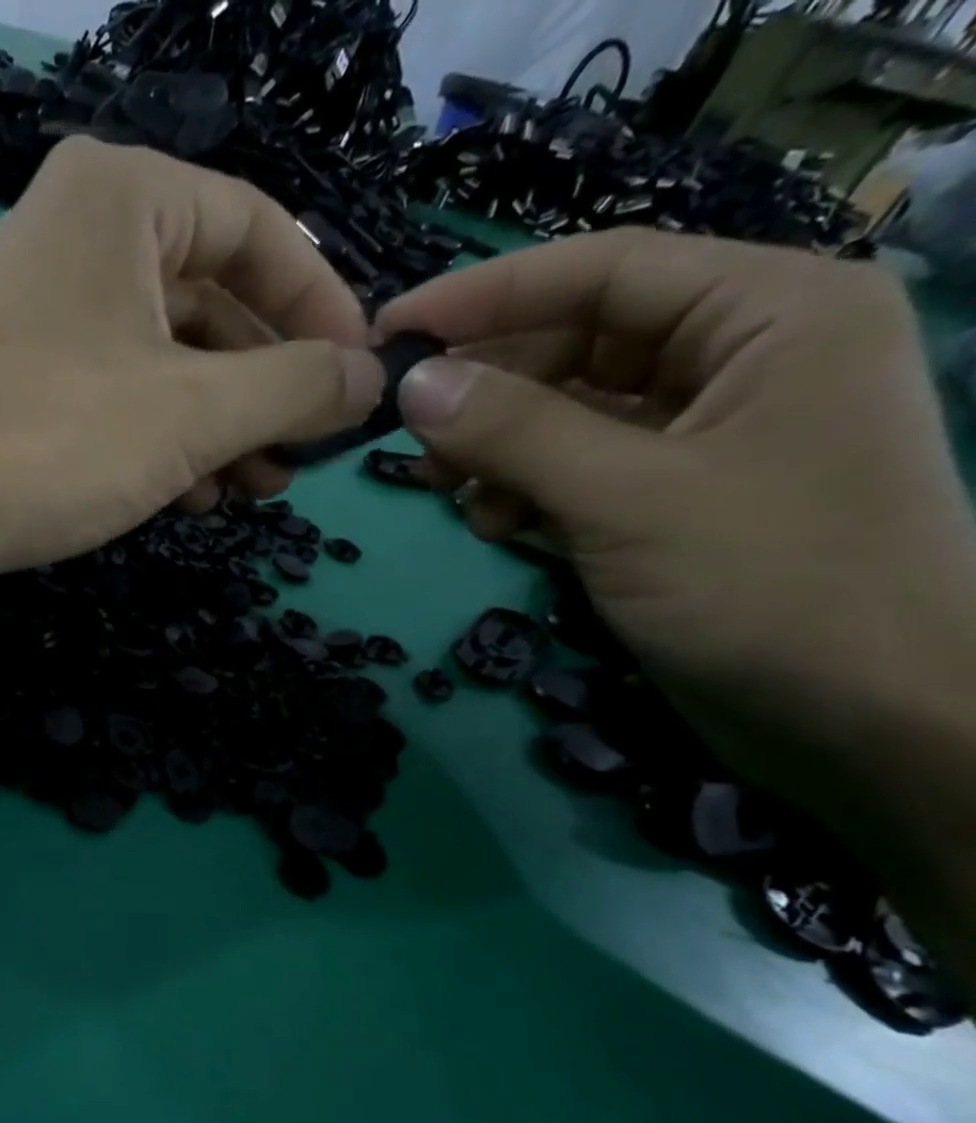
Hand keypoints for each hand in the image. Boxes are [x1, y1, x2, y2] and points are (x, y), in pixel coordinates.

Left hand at [0, 137, 383, 601]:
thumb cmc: (51, 440)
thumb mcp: (194, 412)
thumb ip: (294, 388)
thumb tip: (367, 379)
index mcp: (124, 198)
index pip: (260, 232)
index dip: (320, 308)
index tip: (356, 382)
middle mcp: (82, 239)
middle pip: (212, 303)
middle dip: (264, 387)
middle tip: (302, 458)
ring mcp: (48, 317)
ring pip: (166, 362)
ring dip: (219, 427)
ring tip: (257, 489)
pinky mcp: (24, 385)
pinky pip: (119, 400)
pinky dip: (163, 443)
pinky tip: (195, 495)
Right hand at [375, 230, 975, 798]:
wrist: (862, 720)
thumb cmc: (767, 586)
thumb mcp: (625, 499)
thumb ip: (514, 432)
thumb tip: (413, 384)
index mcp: (769, 314)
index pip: (605, 271)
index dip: (487, 295)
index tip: (391, 329)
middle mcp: (743, 357)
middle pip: (581, 343)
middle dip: (489, 391)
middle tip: (408, 436)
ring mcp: (709, 433)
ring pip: (572, 412)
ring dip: (499, 449)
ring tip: (448, 493)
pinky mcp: (677, 498)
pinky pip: (581, 469)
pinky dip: (528, 491)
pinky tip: (498, 526)